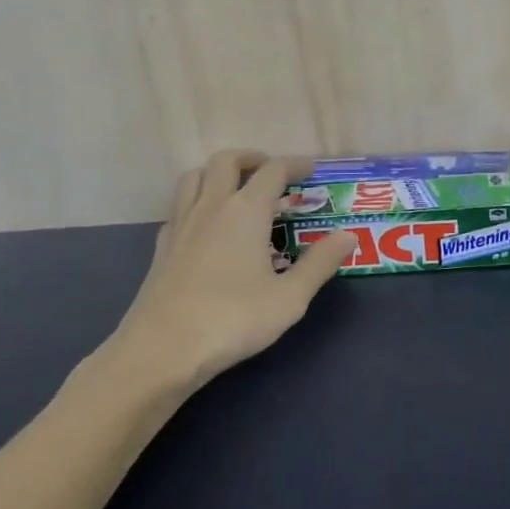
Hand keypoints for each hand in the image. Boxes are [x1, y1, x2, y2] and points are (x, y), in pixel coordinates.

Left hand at [78, 151, 355, 396]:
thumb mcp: (289, 298)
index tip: (310, 169)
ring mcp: (181, 224)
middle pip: (226, 161)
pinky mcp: (162, 246)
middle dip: (252, 158)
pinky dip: (197, 201)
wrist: (162, 350)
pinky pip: (179, 206)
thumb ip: (320, 263)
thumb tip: (347, 236)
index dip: (294, 165)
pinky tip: (207, 225)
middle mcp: (211, 206)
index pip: (272, 171)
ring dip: (218, 173)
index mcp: (246, 211)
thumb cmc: (233, 320)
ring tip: (237, 190)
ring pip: (195, 176)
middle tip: (271, 173)